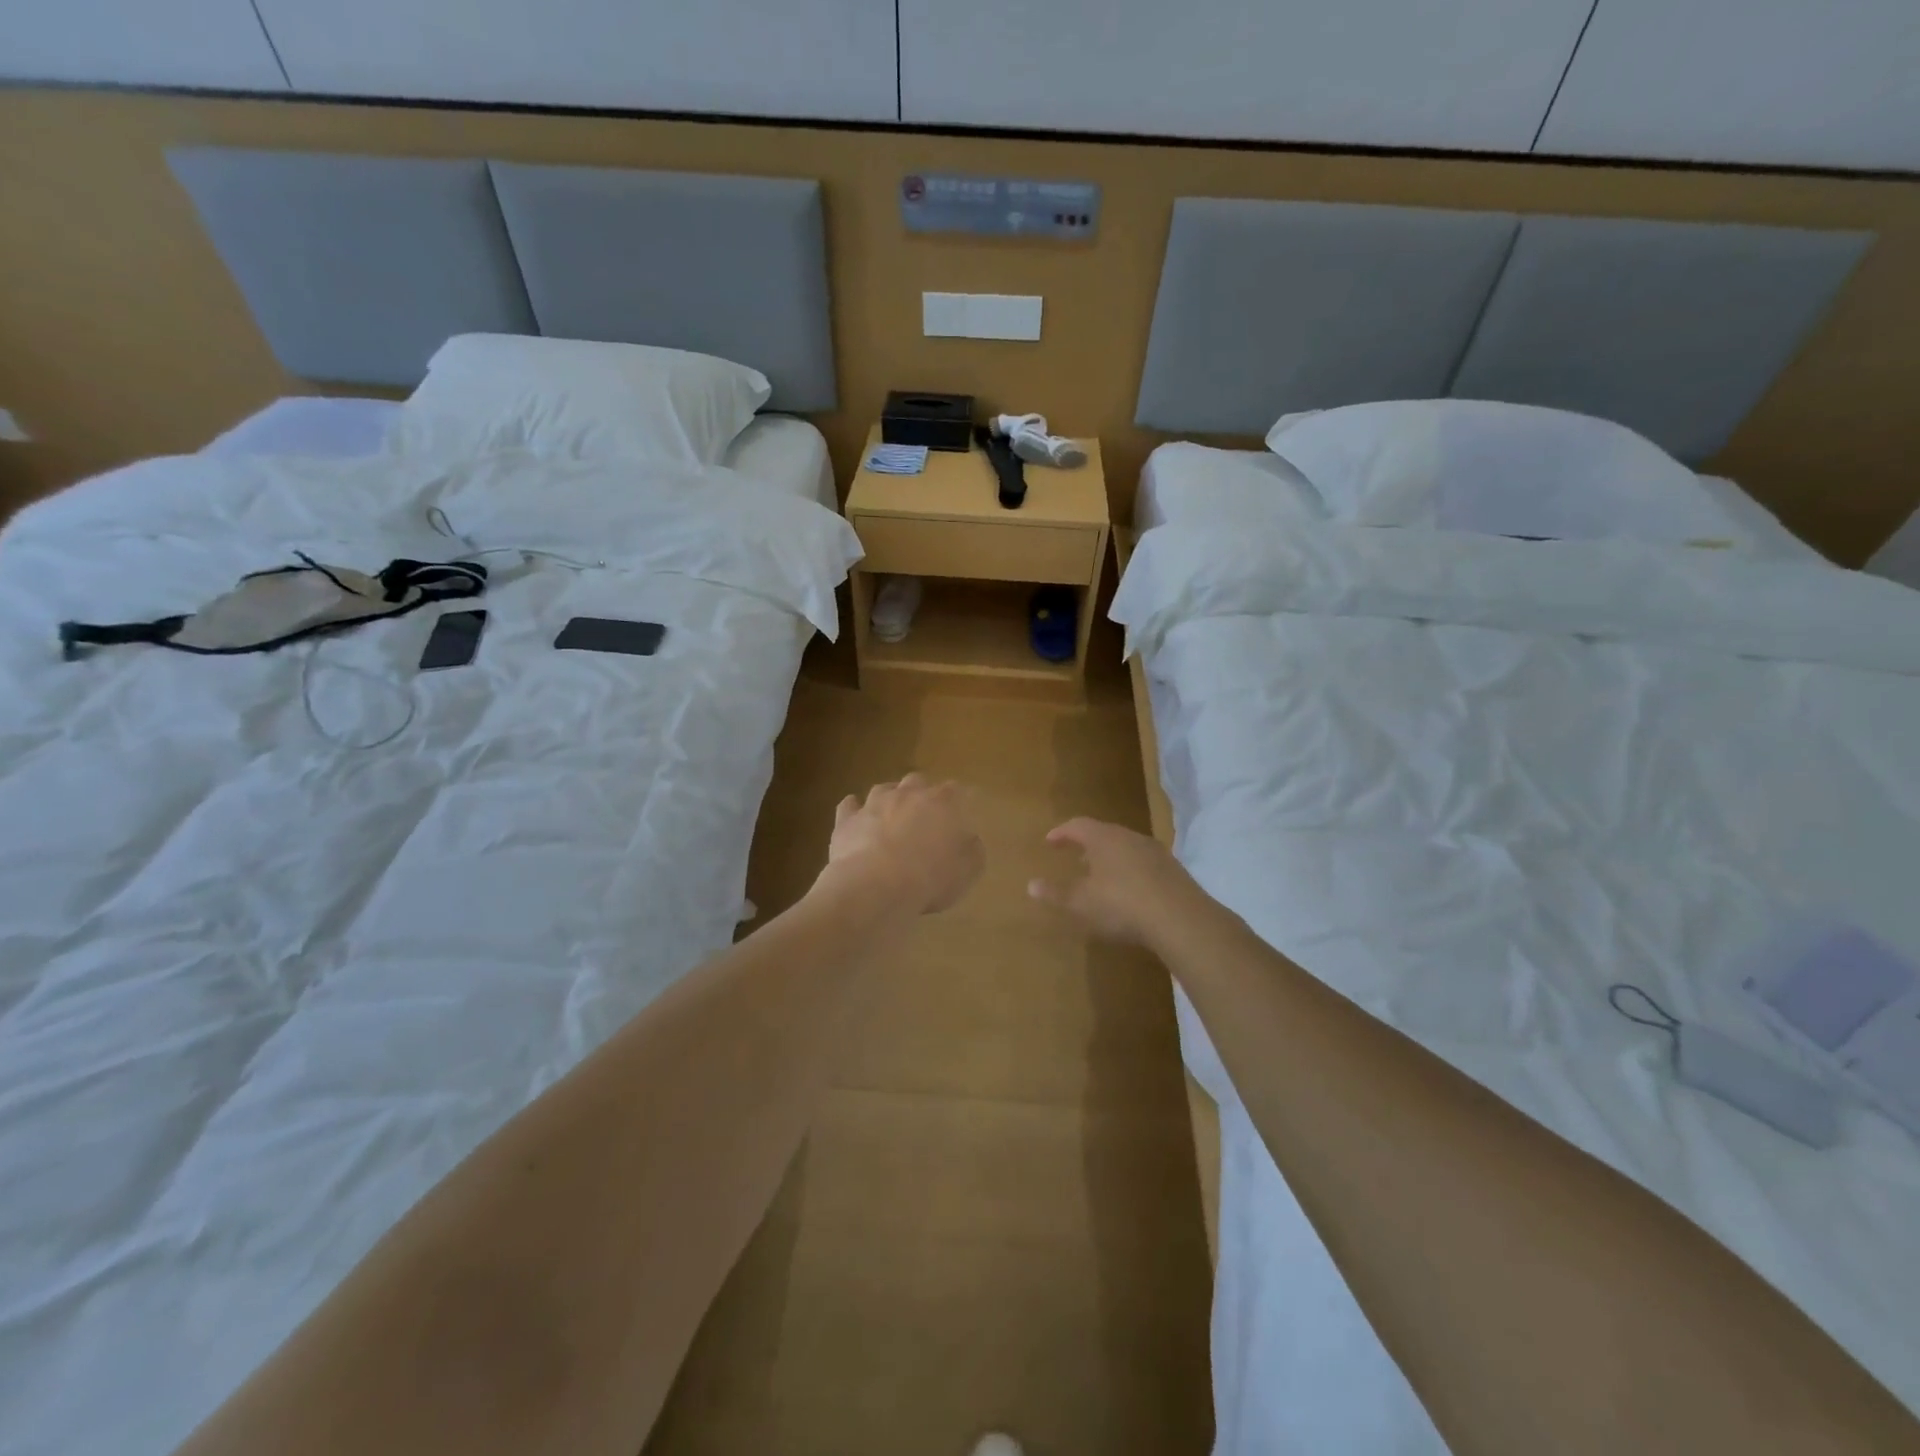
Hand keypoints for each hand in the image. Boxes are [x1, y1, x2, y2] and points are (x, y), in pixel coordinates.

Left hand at [823, 774, 984, 915]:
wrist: (876, 887)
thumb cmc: (930, 879)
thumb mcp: (967, 871)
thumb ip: (972, 850)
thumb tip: (969, 840)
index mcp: (942, 802)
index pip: (955, 790)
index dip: (957, 800)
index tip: (959, 813)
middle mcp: (908, 794)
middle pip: (917, 781)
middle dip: (921, 794)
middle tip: (923, 816)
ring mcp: (873, 803)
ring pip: (883, 789)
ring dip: (888, 799)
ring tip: (890, 817)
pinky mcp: (846, 819)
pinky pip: (849, 806)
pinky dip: (854, 810)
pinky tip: (856, 819)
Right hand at [1028, 817, 1202, 945]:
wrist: (1181, 919)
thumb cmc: (1122, 904)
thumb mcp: (1082, 902)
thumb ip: (1056, 893)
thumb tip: (1031, 884)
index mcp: (1104, 838)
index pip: (1078, 825)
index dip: (1062, 832)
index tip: (1049, 841)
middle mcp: (1130, 837)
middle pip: (1104, 834)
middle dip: (1087, 845)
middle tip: (1075, 858)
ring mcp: (1156, 852)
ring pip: (1126, 848)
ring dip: (1110, 858)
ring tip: (1101, 876)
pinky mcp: (1174, 871)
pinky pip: (1144, 863)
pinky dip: (1130, 871)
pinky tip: (1129, 891)